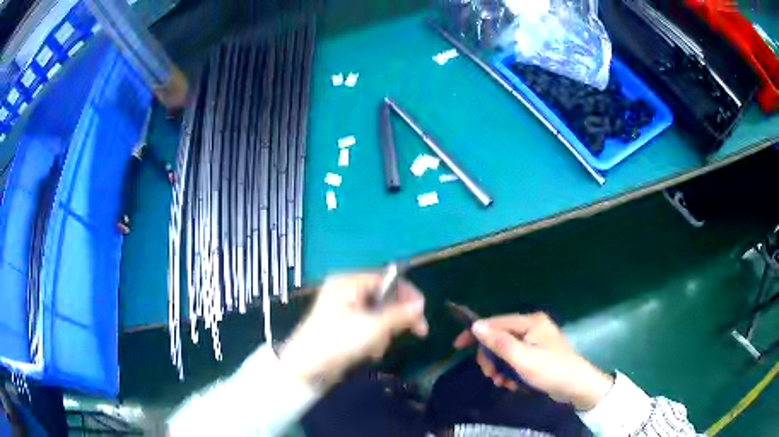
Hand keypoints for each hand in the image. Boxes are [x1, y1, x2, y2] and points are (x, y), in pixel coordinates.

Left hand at [279, 273, 427, 388]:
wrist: (306, 368)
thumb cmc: (337, 342)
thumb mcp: (372, 327)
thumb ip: (399, 314)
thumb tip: (420, 304)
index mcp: (348, 282)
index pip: (386, 278)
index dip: (407, 293)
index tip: (422, 312)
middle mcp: (345, 290)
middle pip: (384, 297)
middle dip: (395, 319)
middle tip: (418, 333)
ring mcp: (343, 308)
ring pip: (378, 314)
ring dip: (384, 332)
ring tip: (377, 348)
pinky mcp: (342, 325)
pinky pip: (368, 325)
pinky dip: (373, 338)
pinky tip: (370, 352)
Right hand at [454, 312, 613, 410]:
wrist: (577, 386)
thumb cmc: (551, 371)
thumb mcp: (522, 359)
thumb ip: (499, 342)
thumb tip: (476, 325)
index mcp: (530, 322)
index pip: (496, 322)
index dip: (475, 333)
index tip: (457, 346)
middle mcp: (532, 326)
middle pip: (499, 337)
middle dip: (491, 358)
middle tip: (490, 376)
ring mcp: (535, 340)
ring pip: (505, 351)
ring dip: (500, 368)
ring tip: (503, 383)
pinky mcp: (537, 353)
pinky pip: (515, 359)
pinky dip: (509, 371)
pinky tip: (511, 383)